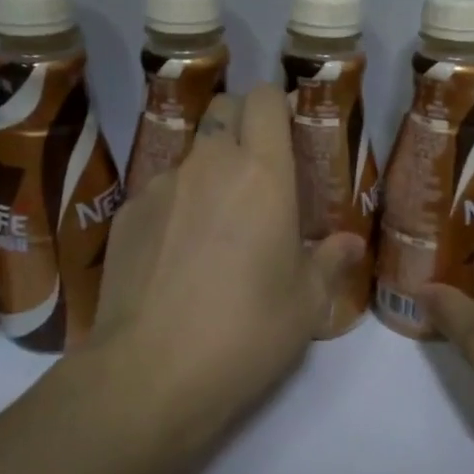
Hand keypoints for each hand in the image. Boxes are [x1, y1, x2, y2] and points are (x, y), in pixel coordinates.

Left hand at [87, 83, 364, 455]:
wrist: (149, 374)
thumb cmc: (246, 332)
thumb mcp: (306, 304)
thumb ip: (330, 262)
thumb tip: (349, 244)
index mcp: (262, 174)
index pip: (263, 99)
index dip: (275, 105)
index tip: (287, 133)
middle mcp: (208, 165)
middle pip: (222, 110)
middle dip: (241, 124)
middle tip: (257, 172)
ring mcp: (160, 188)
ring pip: (189, 154)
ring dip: (208, 171)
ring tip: (215, 226)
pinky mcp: (125, 217)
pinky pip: (159, 193)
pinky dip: (175, 207)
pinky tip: (176, 256)